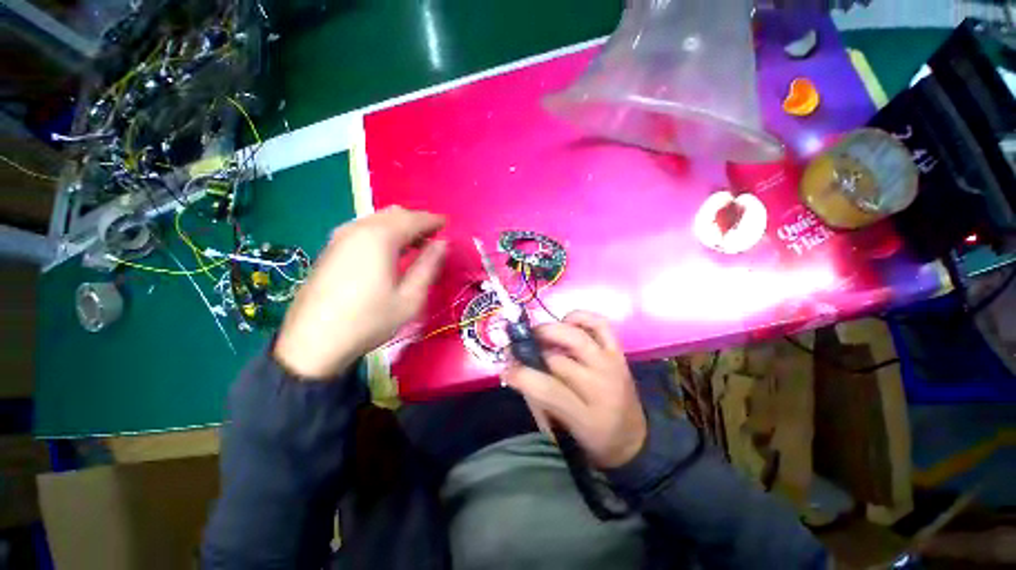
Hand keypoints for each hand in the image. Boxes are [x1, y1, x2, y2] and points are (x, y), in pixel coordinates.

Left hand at [274, 206, 446, 378]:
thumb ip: (429, 266)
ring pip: (377, 219)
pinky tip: (389, 251)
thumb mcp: (410, 298)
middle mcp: (359, 229)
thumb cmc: (370, 320)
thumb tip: (443, 244)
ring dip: (400, 226)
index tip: (447, 225)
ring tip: (415, 245)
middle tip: (433, 238)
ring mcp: (340, 237)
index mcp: (380, 238)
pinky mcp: (331, 248)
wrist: (313, 342)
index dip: (433, 221)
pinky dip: (383, 232)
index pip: (414, 219)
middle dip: (417, 221)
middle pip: (394, 214)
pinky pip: (363, 229)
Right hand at [503, 311, 646, 467]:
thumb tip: (514, 369)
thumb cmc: (592, 439)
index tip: (506, 368)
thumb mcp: (561, 431)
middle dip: (533, 349)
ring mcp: (612, 365)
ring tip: (539, 335)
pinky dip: (580, 317)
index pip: (547, 389)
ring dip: (552, 330)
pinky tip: (566, 322)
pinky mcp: (619, 352)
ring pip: (577, 336)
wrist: (635, 439)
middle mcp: (601, 386)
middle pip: (559, 358)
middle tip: (521, 347)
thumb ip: (536, 398)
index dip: (521, 375)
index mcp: (587, 417)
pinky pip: (600, 324)